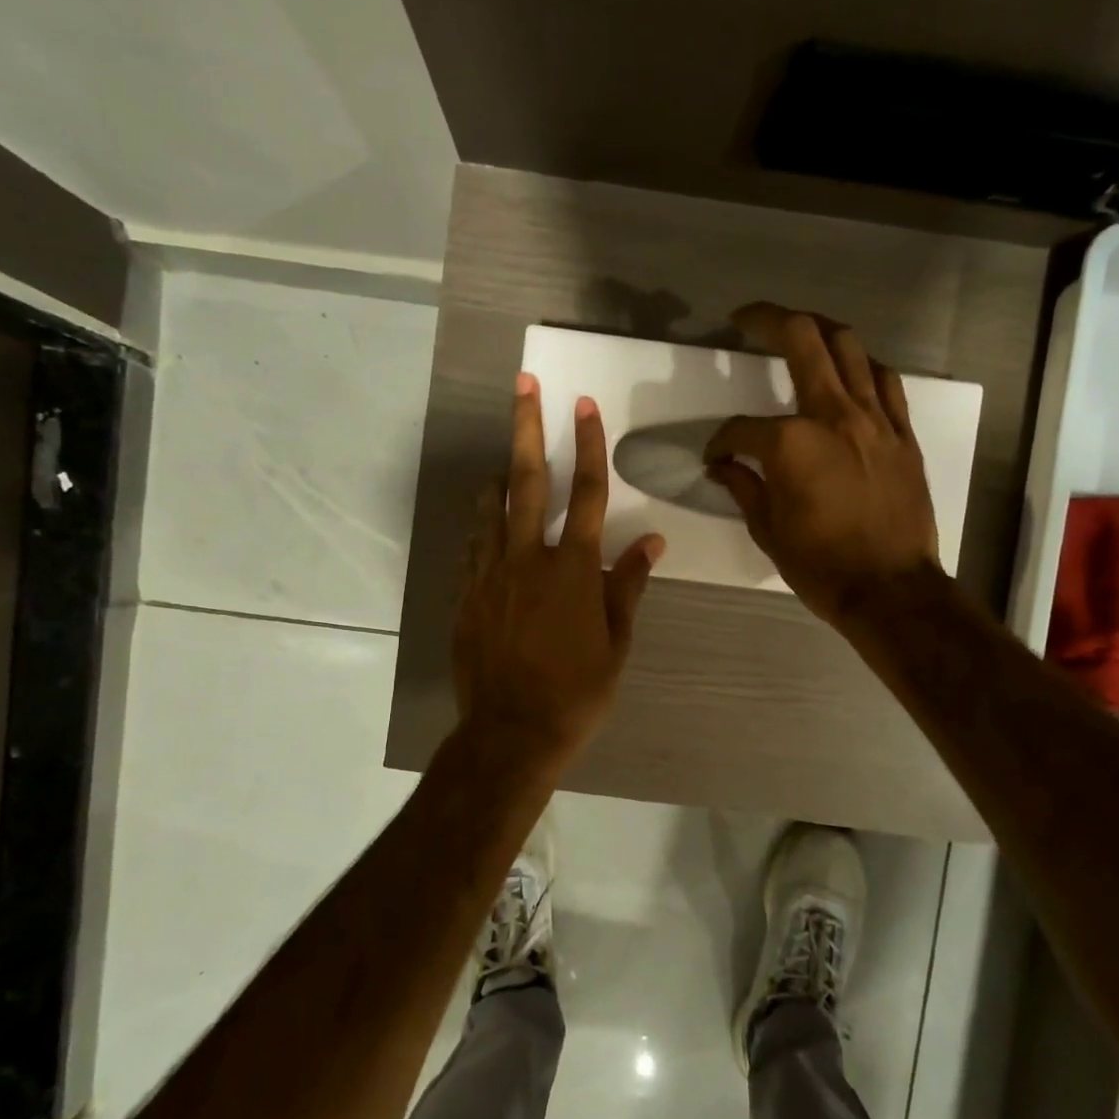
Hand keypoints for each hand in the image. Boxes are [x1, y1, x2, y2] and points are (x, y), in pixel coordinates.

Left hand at [454, 373, 664, 765]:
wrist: (512, 732)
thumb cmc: (577, 692)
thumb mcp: (616, 643)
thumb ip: (628, 586)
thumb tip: (651, 542)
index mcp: (573, 569)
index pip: (587, 493)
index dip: (588, 445)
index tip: (584, 405)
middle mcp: (528, 559)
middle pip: (527, 481)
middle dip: (527, 427)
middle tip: (524, 385)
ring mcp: (490, 575)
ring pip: (490, 509)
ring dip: (498, 477)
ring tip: (503, 460)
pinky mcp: (467, 596)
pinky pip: (472, 548)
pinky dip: (482, 528)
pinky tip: (486, 525)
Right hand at [705, 302, 941, 628]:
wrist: (890, 589)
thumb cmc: (821, 566)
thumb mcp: (768, 530)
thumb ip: (743, 486)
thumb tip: (721, 465)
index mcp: (791, 443)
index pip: (741, 428)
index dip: (721, 440)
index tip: (715, 456)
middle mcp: (834, 415)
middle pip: (802, 339)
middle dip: (768, 320)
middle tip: (746, 318)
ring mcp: (875, 419)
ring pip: (849, 346)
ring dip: (819, 330)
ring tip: (800, 331)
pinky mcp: (902, 433)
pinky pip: (885, 381)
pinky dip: (863, 367)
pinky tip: (851, 373)